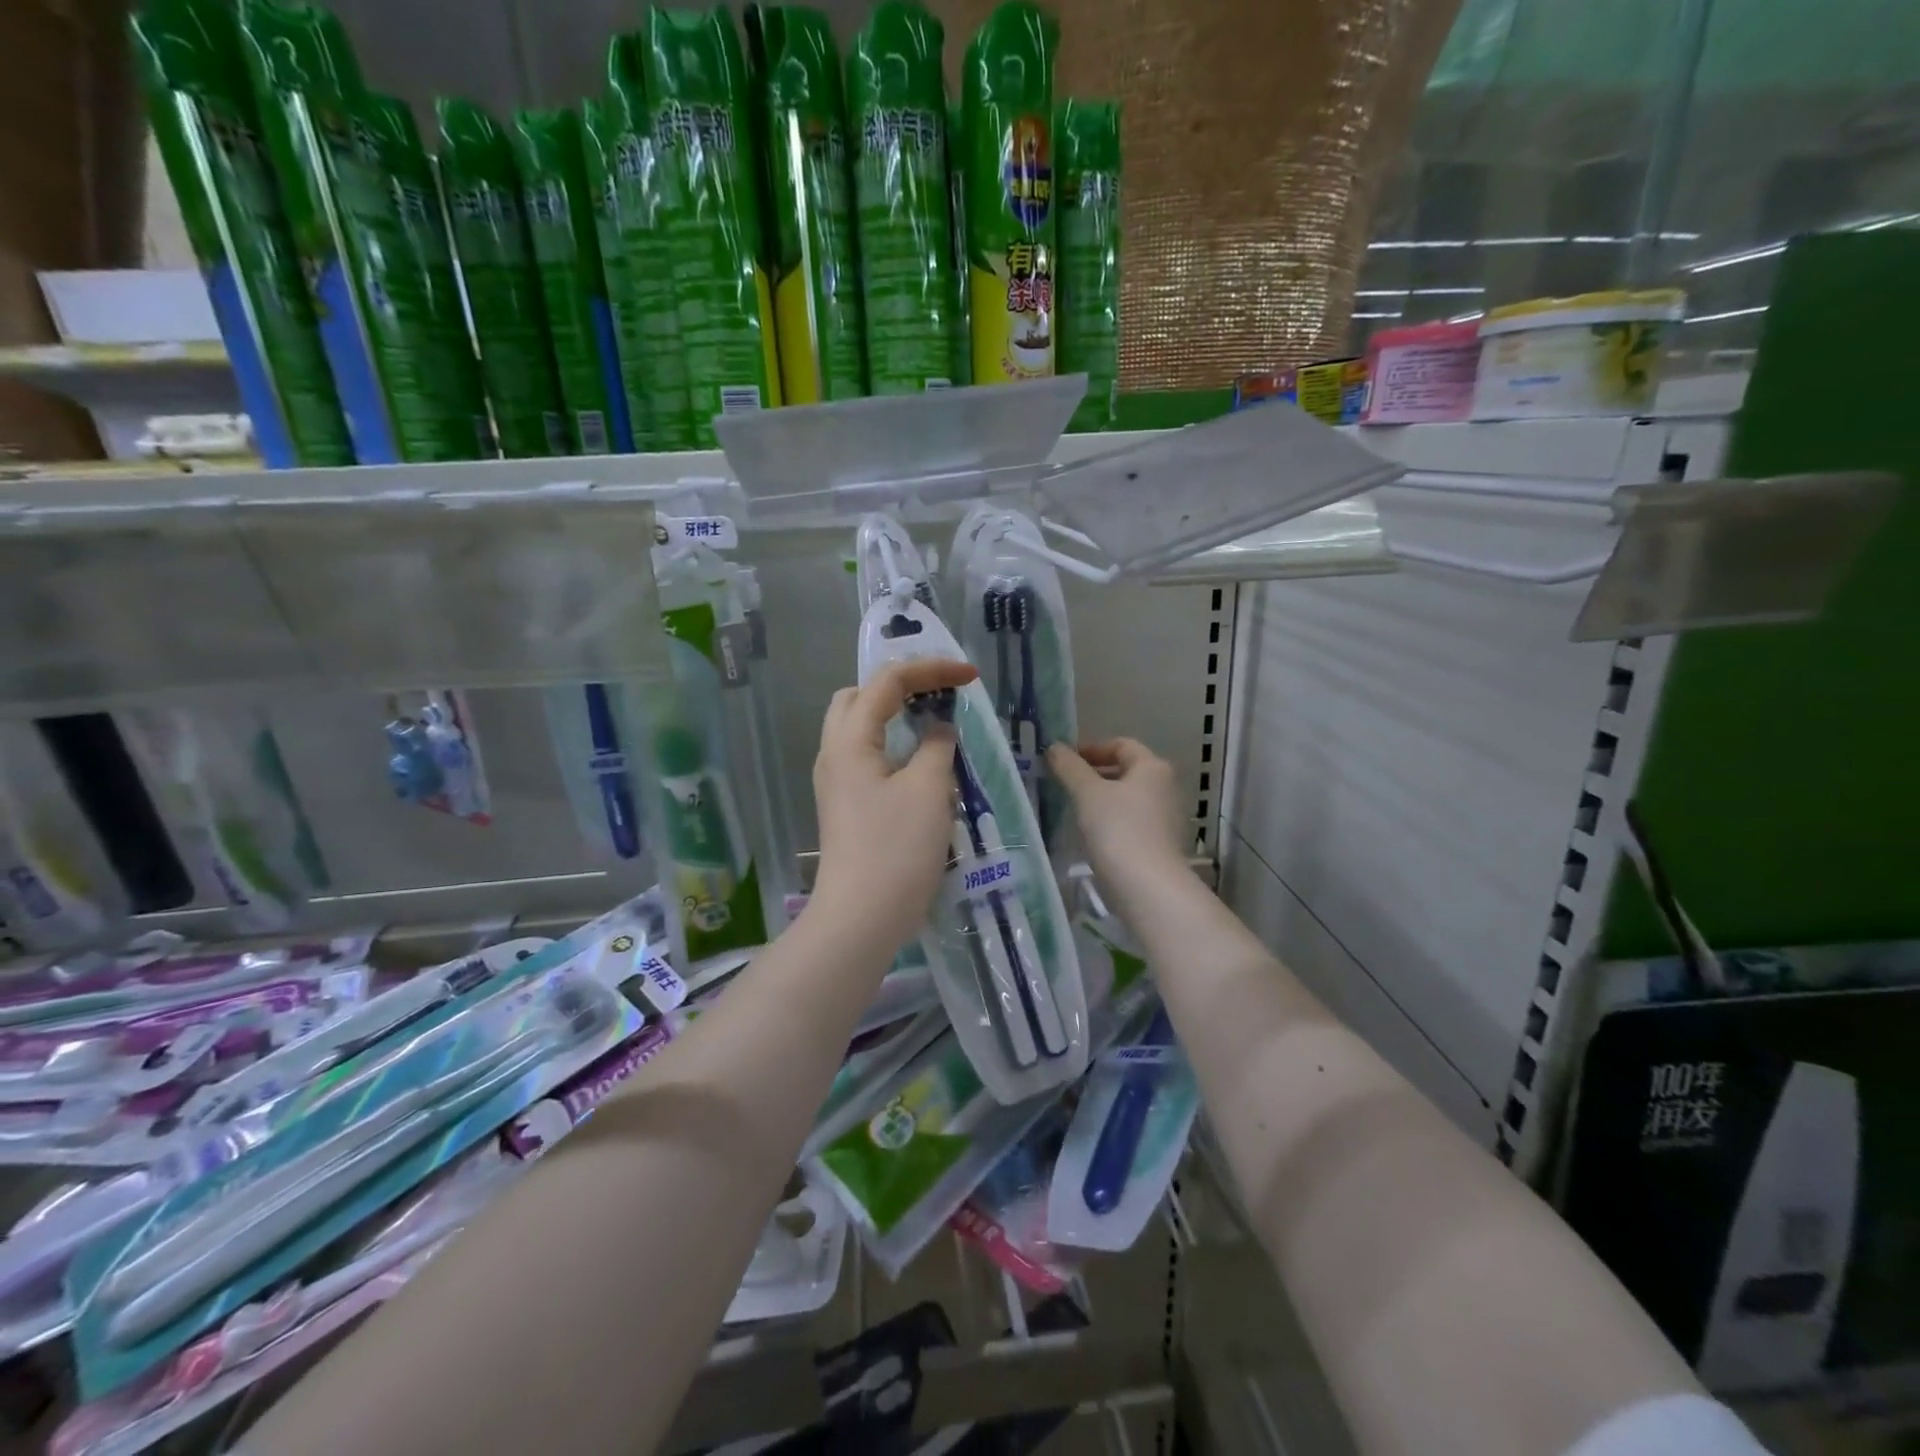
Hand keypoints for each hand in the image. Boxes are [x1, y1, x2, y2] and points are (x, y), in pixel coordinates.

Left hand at [811, 658, 978, 949]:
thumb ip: (937, 747)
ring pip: (860, 729)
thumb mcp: (928, 789)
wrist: (861, 918)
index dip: (931, 669)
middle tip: (938, 693)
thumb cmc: (896, 849)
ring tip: (933, 723)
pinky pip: (866, 758)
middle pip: (859, 697)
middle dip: (900, 685)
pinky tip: (921, 764)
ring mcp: (836, 782)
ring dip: (894, 716)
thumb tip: (939, 730)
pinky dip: (892, 746)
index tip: (970, 677)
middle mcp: (834, 754)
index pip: (887, 682)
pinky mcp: (845, 806)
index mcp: (849, 740)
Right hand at [1047, 739, 1186, 892]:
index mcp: (1152, 768)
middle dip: (1094, 775)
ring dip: (1101, 800)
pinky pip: (1131, 823)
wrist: (1148, 888)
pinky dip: (1110, 823)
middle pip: (1126, 772)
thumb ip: (1070, 768)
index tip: (1064, 761)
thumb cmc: (1118, 830)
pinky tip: (1090, 836)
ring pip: (1127, 800)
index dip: (1091, 749)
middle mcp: (1165, 788)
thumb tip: (1055, 747)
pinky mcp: (1160, 845)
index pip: (1121, 745)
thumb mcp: (1087, 794)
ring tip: (1073, 810)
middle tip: (1063, 784)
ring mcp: (1166, 818)